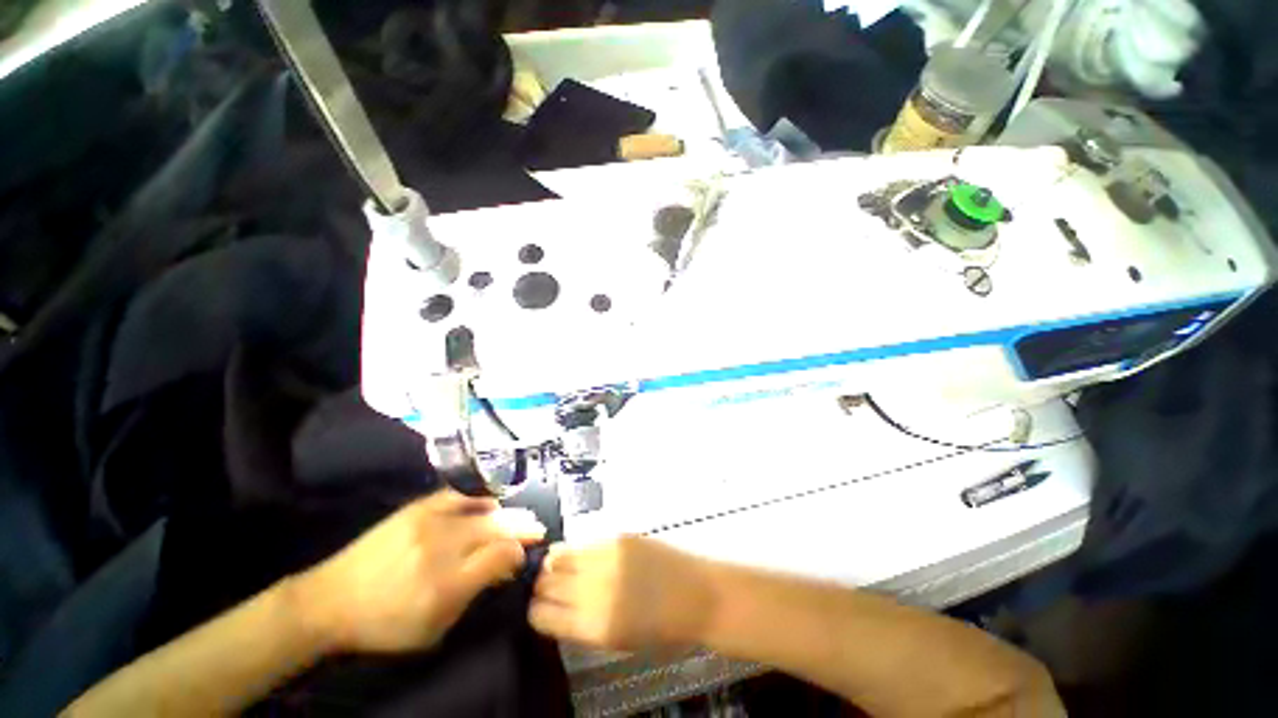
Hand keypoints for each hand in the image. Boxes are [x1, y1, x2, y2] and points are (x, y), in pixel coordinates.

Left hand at [292, 491, 545, 653]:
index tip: (525, 554)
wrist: (330, 600)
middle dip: (522, 528)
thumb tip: (503, 568)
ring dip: (507, 513)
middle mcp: (442, 547)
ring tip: (521, 515)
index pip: (500, 555)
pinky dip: (478, 498)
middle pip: (496, 529)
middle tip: (537, 528)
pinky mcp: (415, 509)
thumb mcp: (432, 629)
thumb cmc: (384, 624)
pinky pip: (457, 496)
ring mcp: (428, 523)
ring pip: (482, 512)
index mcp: (447, 584)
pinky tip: (490, 501)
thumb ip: (474, 595)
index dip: (519, 552)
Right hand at [528, 536, 717, 651]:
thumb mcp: (616, 639)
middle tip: (550, 583)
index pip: (541, 614)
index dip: (537, 610)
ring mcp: (606, 558)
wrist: (696, 595)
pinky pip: (584, 540)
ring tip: (563, 565)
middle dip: (542, 584)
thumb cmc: (661, 628)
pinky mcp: (618, 536)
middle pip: (545, 582)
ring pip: (559, 554)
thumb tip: (556, 606)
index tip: (539, 606)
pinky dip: (579, 548)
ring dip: (556, 562)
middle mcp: (593, 590)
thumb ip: (582, 623)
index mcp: (592, 626)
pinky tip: (586, 553)